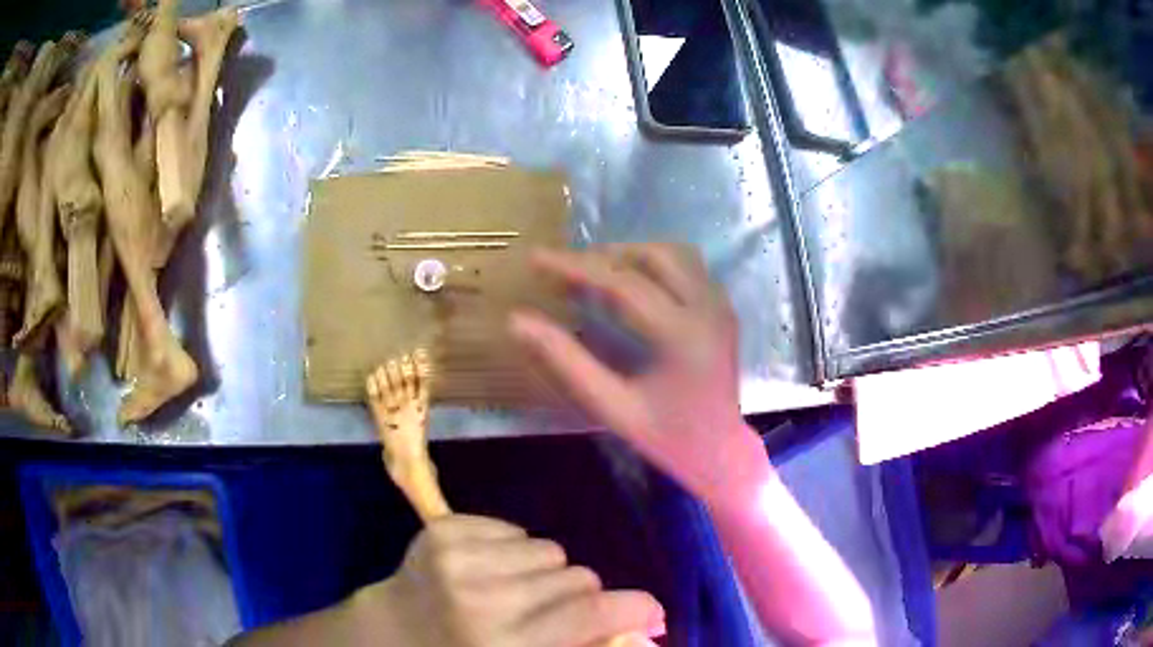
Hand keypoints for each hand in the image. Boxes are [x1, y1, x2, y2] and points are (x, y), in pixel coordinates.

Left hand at [356, 515, 663, 646]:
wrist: (391, 633)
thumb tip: (640, 633)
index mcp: (506, 646)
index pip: (591, 613)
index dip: (635, 608)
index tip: (650, 612)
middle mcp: (483, 601)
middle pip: (578, 577)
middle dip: (581, 597)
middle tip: (554, 616)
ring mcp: (457, 560)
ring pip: (549, 549)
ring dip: (544, 573)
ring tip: (514, 594)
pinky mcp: (441, 531)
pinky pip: (514, 529)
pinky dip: (511, 552)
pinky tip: (485, 573)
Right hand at [509, 245, 766, 504]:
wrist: (720, 453)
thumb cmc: (666, 437)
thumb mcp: (611, 406)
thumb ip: (566, 362)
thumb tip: (517, 321)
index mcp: (681, 334)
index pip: (622, 283)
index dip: (574, 267)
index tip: (536, 257)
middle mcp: (707, 308)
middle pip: (654, 256)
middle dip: (605, 256)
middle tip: (567, 269)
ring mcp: (720, 306)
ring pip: (676, 254)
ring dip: (633, 255)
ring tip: (597, 272)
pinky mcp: (723, 310)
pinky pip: (690, 268)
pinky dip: (656, 266)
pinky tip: (635, 285)